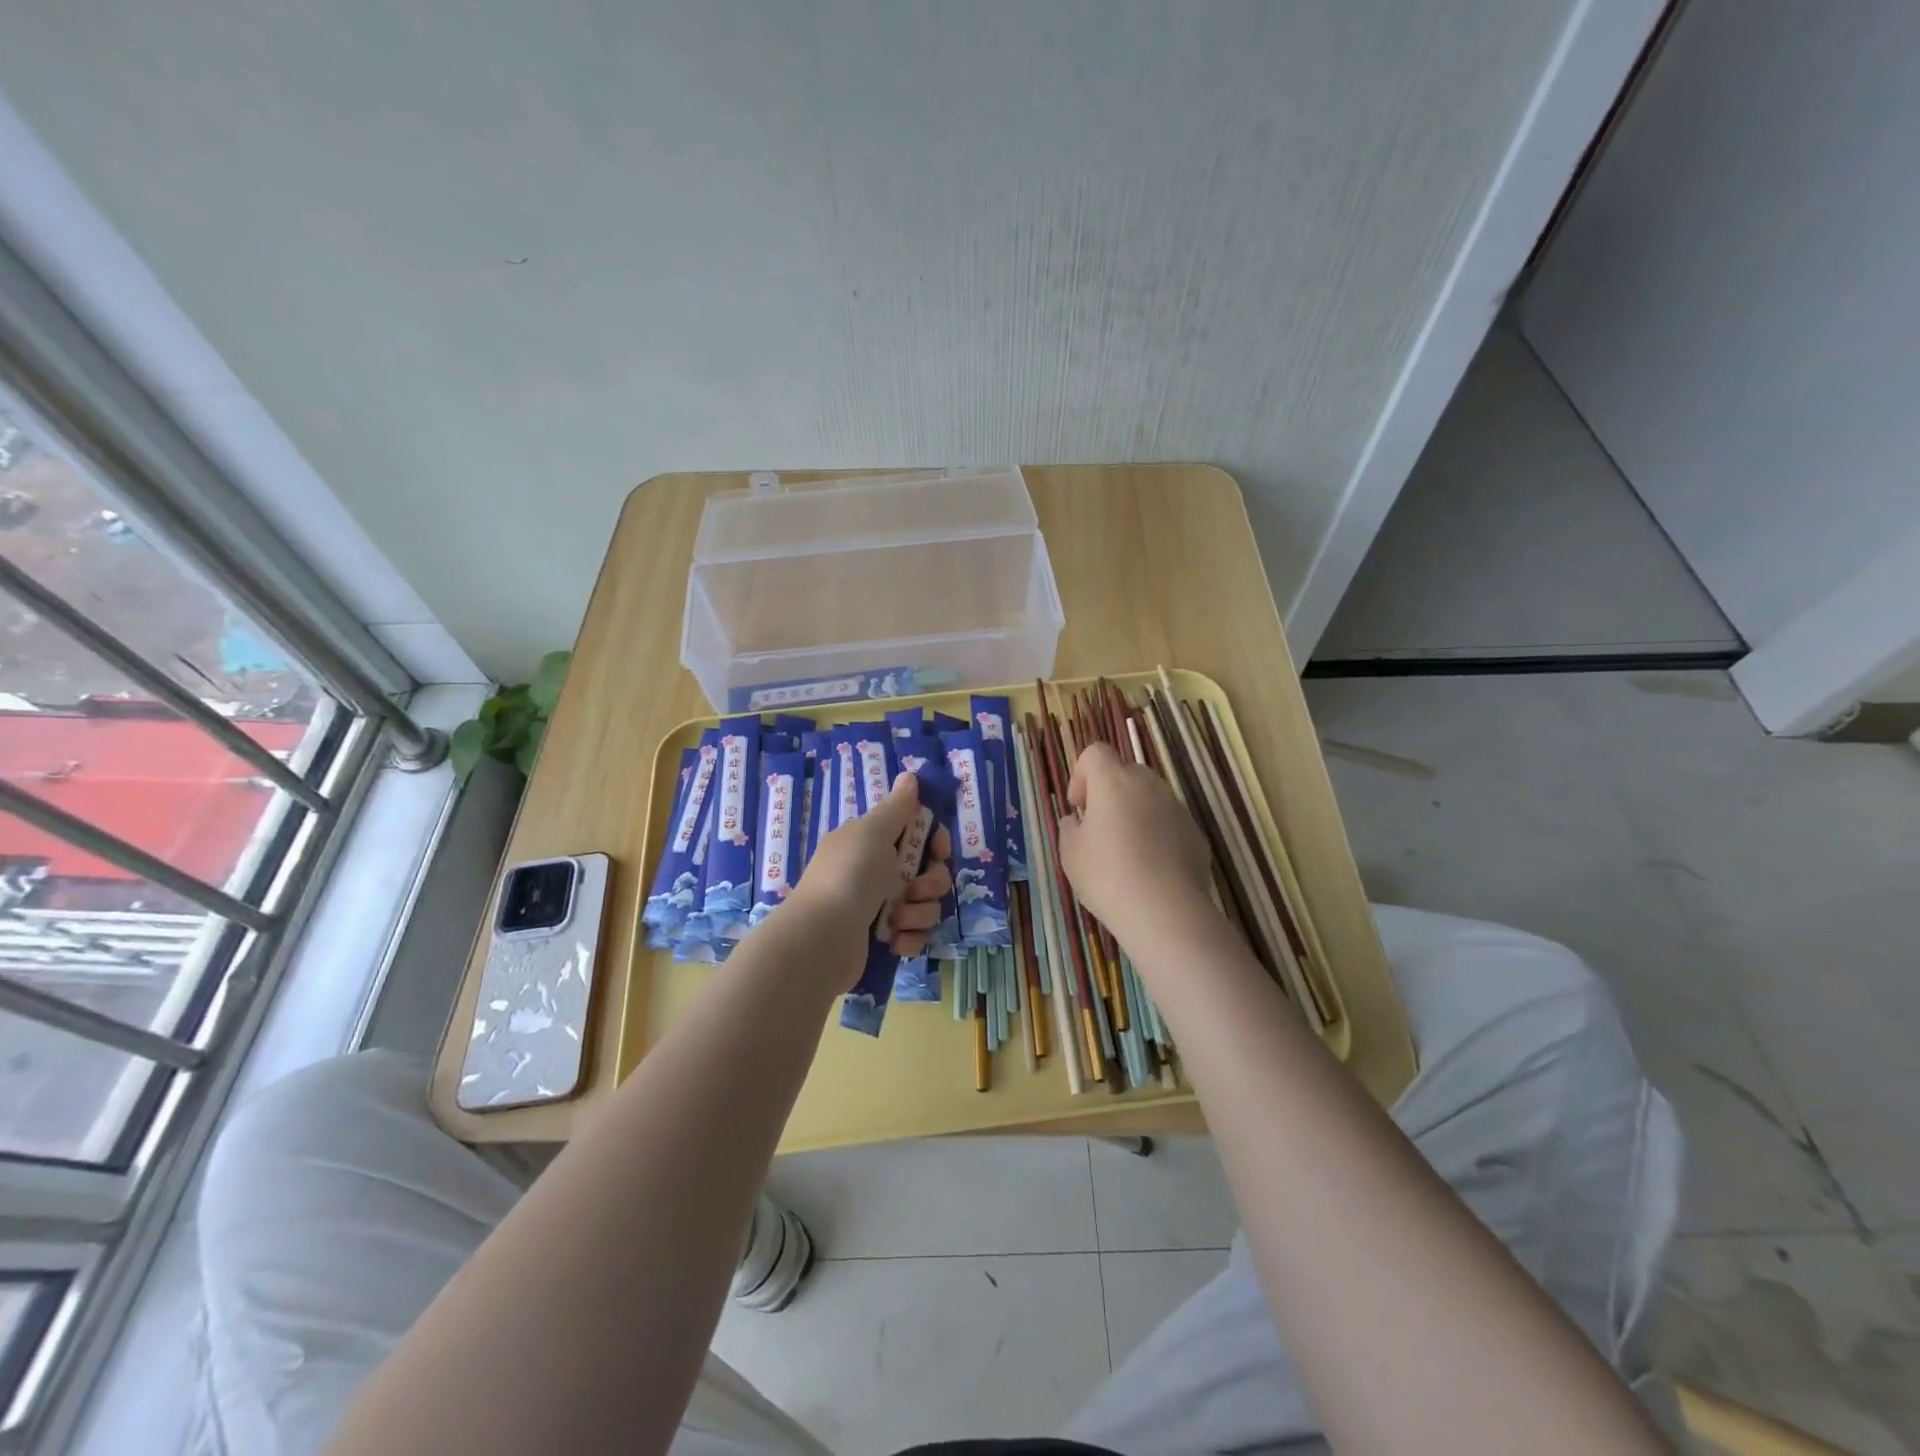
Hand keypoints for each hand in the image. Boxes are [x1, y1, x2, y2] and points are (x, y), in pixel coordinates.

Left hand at [793, 772, 952, 956]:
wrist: (820, 940)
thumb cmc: (849, 877)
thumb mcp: (873, 833)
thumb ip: (897, 807)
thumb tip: (909, 775)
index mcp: (872, 842)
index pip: (919, 833)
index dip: (936, 841)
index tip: (939, 850)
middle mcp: (877, 871)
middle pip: (930, 871)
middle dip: (932, 882)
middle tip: (914, 889)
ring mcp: (880, 907)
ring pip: (926, 905)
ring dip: (919, 913)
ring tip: (896, 920)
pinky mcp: (883, 939)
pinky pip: (915, 935)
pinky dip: (909, 939)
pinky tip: (894, 942)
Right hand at [1056, 742, 1211, 942]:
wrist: (1164, 910)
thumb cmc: (1107, 875)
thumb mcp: (1070, 853)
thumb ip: (1069, 829)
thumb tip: (1075, 821)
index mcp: (1113, 782)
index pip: (1095, 753)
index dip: (1081, 773)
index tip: (1078, 807)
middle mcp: (1148, 785)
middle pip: (1126, 772)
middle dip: (1111, 793)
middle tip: (1100, 828)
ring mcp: (1176, 808)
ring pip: (1151, 798)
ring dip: (1136, 813)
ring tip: (1127, 852)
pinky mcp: (1196, 833)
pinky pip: (1170, 823)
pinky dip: (1158, 835)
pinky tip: (1151, 869)